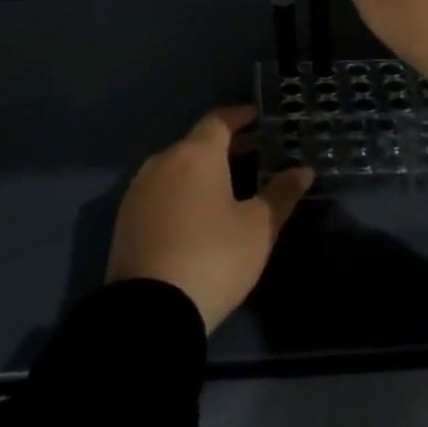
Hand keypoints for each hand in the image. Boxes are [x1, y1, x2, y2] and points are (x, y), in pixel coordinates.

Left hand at [105, 106, 314, 332]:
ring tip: (228, 187)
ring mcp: (138, 190)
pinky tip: (196, 213)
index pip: (219, 120)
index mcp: (195, 155)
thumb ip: (281, 194)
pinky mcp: (125, 218)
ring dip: (201, 170)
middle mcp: (162, 162)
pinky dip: (181, 191)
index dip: (241, 117)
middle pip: (196, 143)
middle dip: (226, 146)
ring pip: (175, 167)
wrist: (150, 309)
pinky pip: (159, 191)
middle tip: (255, 155)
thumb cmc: (213, 258)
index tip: (259, 118)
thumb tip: (302, 170)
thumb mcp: (259, 229)